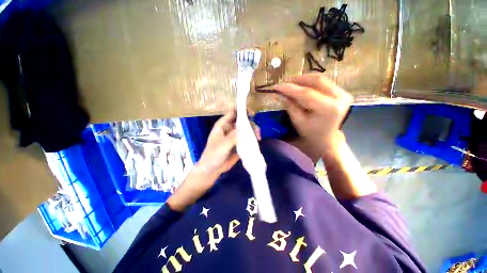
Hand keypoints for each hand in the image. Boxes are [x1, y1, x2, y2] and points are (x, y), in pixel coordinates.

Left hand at [167, 111, 259, 211]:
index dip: (241, 110)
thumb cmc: (213, 155)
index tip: (252, 113)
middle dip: (251, 124)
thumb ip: (233, 137)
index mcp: (223, 125)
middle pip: (242, 121)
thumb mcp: (222, 146)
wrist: (213, 169)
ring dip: (253, 132)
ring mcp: (235, 136)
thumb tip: (244, 128)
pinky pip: (247, 138)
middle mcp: (230, 128)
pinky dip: (252, 139)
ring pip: (246, 129)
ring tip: (258, 138)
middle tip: (257, 132)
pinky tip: (257, 142)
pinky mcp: (239, 143)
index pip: (232, 113)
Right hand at [275, 74, 352, 155]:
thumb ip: (290, 105)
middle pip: (316, 81)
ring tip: (291, 84)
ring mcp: (343, 93)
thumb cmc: (311, 133)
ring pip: (320, 79)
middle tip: (284, 83)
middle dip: (298, 81)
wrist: (327, 138)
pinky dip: (311, 82)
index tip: (277, 87)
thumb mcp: (298, 121)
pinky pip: (324, 82)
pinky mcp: (342, 92)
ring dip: (304, 80)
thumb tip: (279, 94)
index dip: (290, 89)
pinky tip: (302, 85)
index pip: (307, 93)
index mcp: (328, 108)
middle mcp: (339, 98)